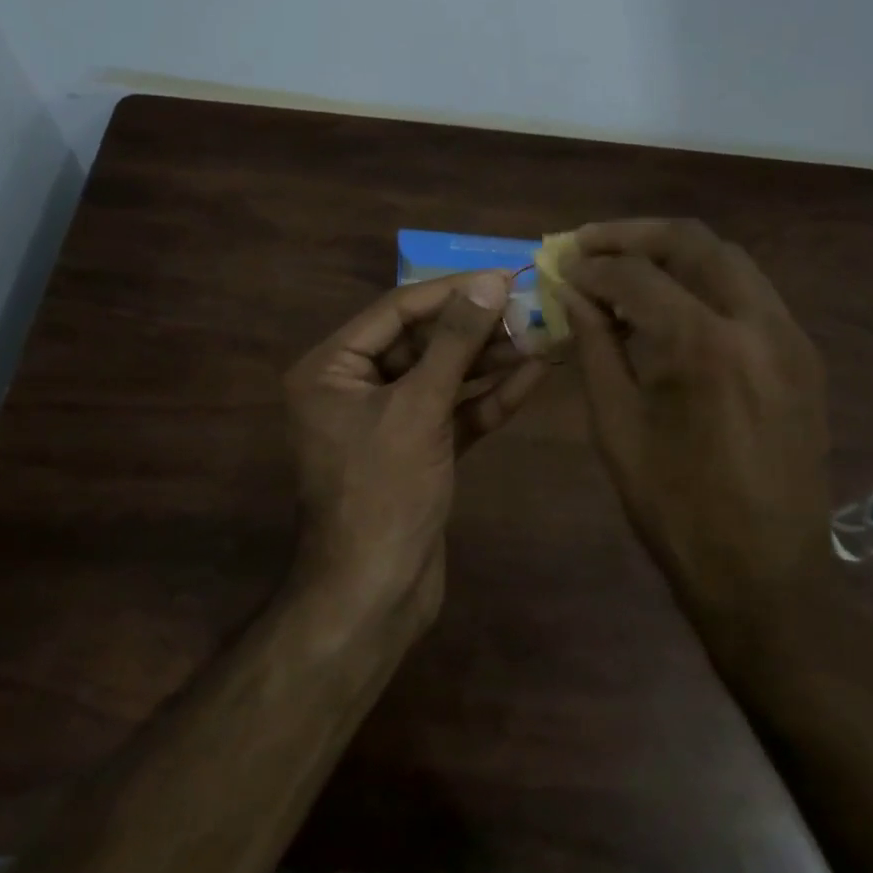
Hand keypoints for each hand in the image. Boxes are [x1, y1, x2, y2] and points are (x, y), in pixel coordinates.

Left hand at [284, 272, 547, 623]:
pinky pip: (455, 412)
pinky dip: (490, 397)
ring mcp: (388, 421)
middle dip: (477, 327)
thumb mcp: (419, 408)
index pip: (398, 310)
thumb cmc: (383, 493)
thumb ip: (455, 343)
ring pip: (444, 376)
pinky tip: (534, 374)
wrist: (375, 597)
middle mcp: (354, 387)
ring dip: (491, 359)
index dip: (453, 291)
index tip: (505, 275)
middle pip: (423, 342)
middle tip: (531, 306)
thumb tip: (489, 282)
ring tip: (541, 333)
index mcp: (331, 368)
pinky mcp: (419, 450)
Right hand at [560, 219, 836, 623]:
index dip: (591, 266)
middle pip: (693, 241)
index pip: (637, 275)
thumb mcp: (618, 427)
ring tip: (625, 267)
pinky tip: (673, 303)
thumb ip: (595, 346)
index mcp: (705, 346)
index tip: (559, 265)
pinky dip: (705, 282)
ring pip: (728, 258)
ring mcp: (790, 336)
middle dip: (633, 235)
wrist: (767, 574)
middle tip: (588, 245)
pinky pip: (750, 292)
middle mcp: (758, 322)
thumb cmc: (677, 510)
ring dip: (673, 252)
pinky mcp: (803, 354)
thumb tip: (572, 292)